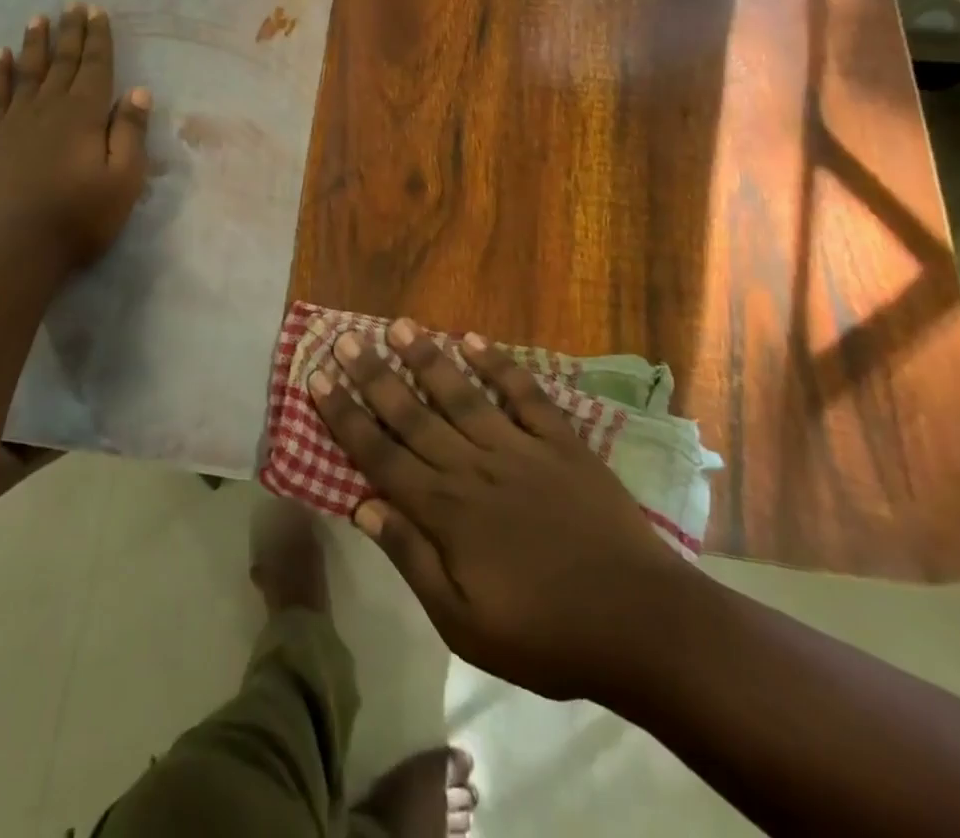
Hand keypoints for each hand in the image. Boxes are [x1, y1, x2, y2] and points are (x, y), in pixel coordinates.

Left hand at [0, 5, 151, 271]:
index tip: (97, 11)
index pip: (95, 67)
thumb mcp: (124, 179)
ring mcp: (15, 121)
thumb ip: (130, 132)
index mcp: (84, 114)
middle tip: (73, 5)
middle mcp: (49, 107)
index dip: (98, 38)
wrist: (14, 246)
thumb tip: (138, 90)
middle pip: (62, 61)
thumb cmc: (79, 216)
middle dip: (70, 32)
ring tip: (38, 17)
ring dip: (35, 43)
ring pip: (28, 71)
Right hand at [309, 318, 699, 703]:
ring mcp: (518, 448)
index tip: (318, 380)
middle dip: (373, 375)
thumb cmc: (545, 633)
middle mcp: (472, 466)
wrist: (641, 624)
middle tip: (346, 339)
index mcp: (445, 509)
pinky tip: (474, 340)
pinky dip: (498, 365)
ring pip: (461, 394)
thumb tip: (362, 505)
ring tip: (399, 326)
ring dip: (427, 358)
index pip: (379, 453)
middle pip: (412, 413)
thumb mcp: (464, 622)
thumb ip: (411, 559)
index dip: (345, 416)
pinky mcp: (560, 443)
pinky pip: (523, 394)